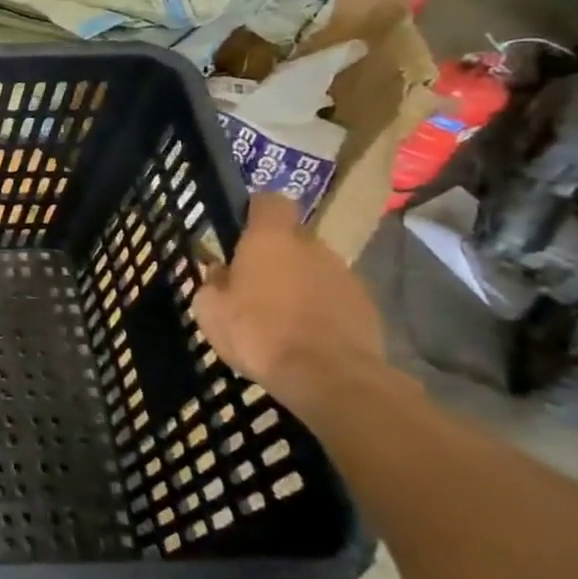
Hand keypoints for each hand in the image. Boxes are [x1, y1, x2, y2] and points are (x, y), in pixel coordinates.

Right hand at [191, 191, 384, 404]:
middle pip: (292, 239)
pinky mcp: (366, 306)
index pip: (269, 201)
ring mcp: (345, 275)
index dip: (255, 210)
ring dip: (298, 284)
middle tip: (253, 285)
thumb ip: (213, 283)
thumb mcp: (210, 309)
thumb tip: (221, 272)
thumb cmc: (258, 333)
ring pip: (314, 269)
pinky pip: (334, 297)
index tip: (241, 228)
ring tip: (280, 318)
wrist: (329, 376)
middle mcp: (312, 247)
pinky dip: (319, 309)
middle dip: (275, 256)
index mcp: (271, 239)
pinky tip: (305, 337)